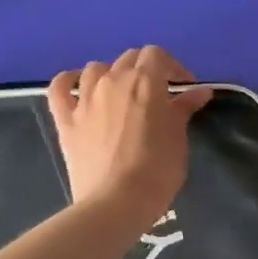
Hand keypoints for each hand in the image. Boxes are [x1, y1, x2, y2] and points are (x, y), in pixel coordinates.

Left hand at [47, 47, 212, 227]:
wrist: (116, 203)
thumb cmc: (157, 170)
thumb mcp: (178, 138)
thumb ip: (184, 109)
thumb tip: (198, 92)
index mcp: (145, 82)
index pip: (157, 55)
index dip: (172, 67)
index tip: (183, 88)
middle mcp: (113, 81)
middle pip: (129, 58)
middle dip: (146, 70)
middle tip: (157, 94)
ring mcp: (85, 99)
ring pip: (96, 68)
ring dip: (111, 74)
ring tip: (121, 93)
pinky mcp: (65, 120)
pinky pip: (59, 88)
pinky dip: (69, 81)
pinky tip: (78, 87)